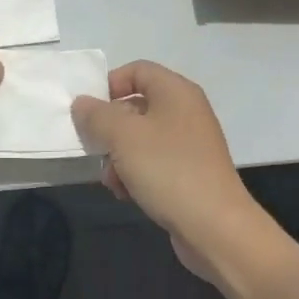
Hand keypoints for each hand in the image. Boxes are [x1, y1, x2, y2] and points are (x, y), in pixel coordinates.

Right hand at [72, 61, 268, 284]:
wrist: (216, 229)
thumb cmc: (168, 170)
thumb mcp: (122, 136)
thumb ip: (96, 114)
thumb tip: (82, 104)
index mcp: (176, 92)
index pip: (137, 70)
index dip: (109, 84)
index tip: (89, 111)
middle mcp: (185, 112)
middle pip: (135, 106)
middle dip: (109, 129)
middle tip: (94, 148)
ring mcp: (189, 144)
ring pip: (140, 139)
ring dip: (118, 157)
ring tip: (112, 180)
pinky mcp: (189, 173)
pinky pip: (153, 163)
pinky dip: (135, 174)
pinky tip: (127, 194)